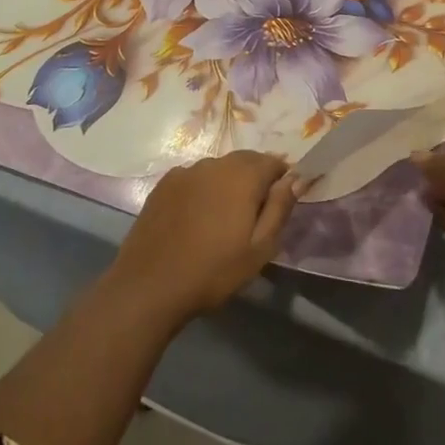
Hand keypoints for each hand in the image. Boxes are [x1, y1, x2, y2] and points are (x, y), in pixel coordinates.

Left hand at [107, 150, 305, 324]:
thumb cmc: (213, 271)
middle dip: (256, 178)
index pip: (272, 161)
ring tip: (225, 217)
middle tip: (255, 213)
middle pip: (245, 160)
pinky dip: (203, 189)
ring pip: (218, 168)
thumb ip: (279, 209)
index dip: (282, 178)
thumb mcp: (259, 249)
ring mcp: (186, 171)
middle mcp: (214, 163)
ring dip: (228, 183)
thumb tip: (295, 179)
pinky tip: (197, 217)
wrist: (150, 284)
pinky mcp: (164, 183)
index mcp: (242, 176)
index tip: (280, 203)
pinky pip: (194, 177)